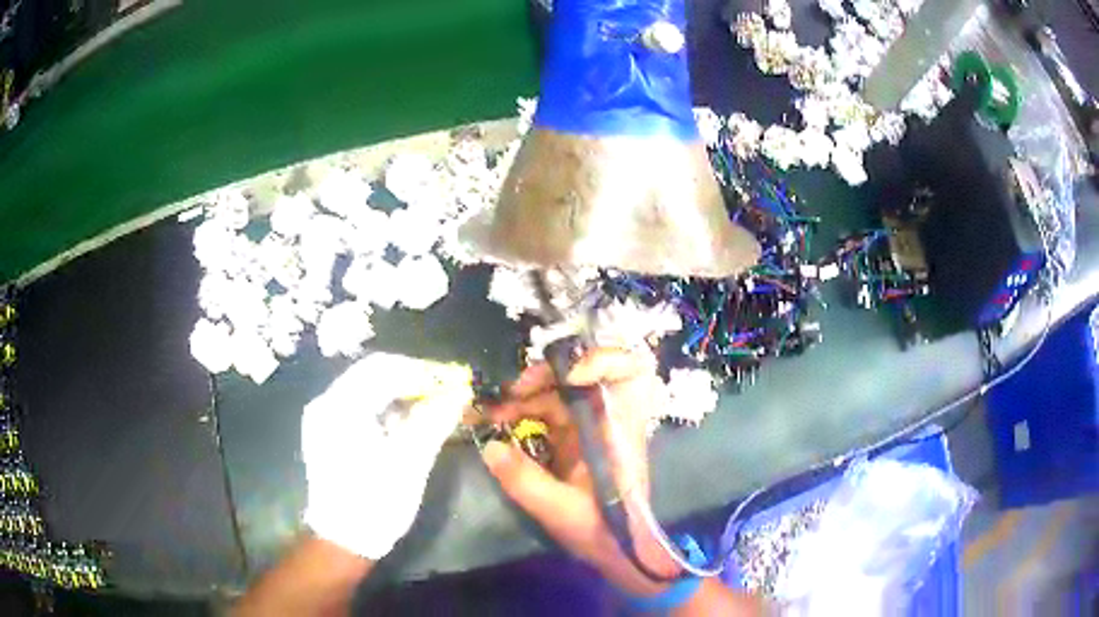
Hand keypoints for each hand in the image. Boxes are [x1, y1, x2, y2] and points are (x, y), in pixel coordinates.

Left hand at [301, 353, 470, 559]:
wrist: (344, 539)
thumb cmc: (376, 502)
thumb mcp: (410, 462)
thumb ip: (434, 421)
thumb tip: (459, 392)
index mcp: (341, 407)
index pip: (384, 368)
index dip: (422, 370)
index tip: (453, 380)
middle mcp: (327, 403)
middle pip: (373, 372)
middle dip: (412, 377)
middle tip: (445, 390)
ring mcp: (324, 416)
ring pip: (367, 386)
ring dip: (400, 390)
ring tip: (432, 403)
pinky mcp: (328, 430)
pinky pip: (360, 403)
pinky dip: (386, 405)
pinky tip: (407, 419)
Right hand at [481, 347, 680, 596]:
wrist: (614, 549)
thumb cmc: (601, 530)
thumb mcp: (560, 510)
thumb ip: (525, 481)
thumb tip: (490, 447)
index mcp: (618, 429)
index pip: (631, 372)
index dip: (604, 360)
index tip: (568, 375)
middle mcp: (607, 419)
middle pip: (578, 376)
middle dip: (540, 378)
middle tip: (504, 394)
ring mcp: (589, 427)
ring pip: (555, 393)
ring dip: (520, 397)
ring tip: (484, 413)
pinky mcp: (572, 438)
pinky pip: (544, 412)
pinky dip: (519, 413)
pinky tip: (494, 423)